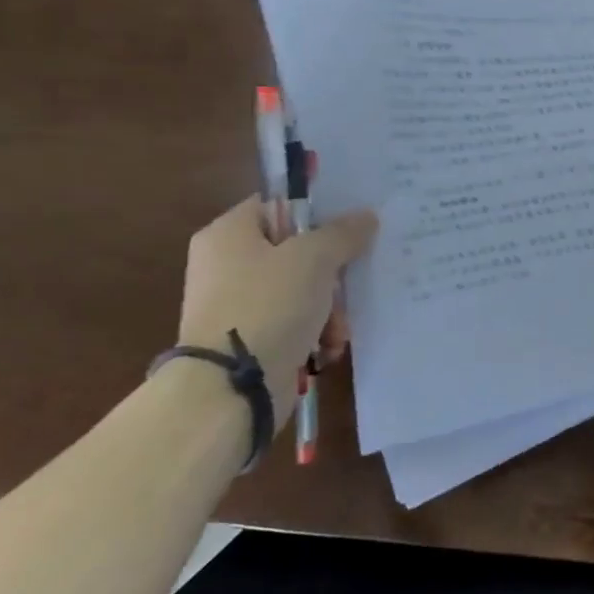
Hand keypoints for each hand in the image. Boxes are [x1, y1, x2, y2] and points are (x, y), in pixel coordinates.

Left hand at [176, 197, 377, 427]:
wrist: (229, 388)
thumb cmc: (268, 305)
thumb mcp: (314, 258)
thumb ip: (343, 232)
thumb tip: (366, 216)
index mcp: (229, 234)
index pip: (279, 205)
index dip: (318, 212)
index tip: (353, 225)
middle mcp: (227, 264)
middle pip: (297, 251)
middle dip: (332, 273)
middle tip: (349, 284)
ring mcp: (237, 304)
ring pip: (302, 290)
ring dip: (330, 308)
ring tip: (337, 329)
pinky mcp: (251, 338)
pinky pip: (294, 322)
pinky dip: (315, 333)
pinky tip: (327, 348)